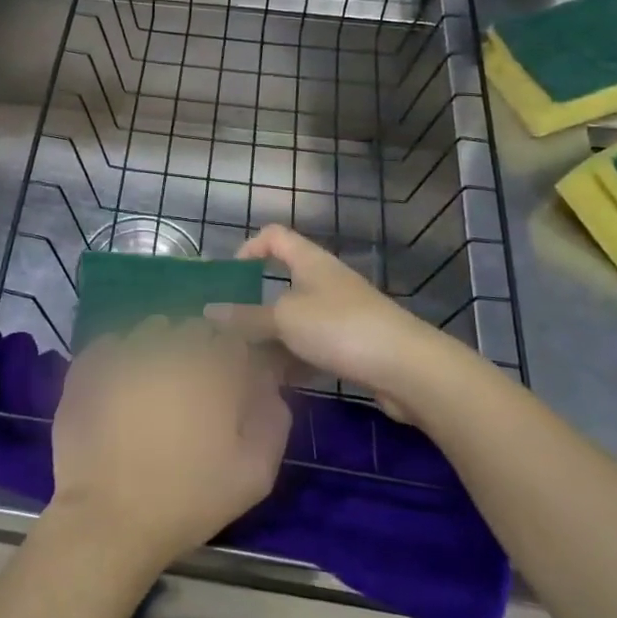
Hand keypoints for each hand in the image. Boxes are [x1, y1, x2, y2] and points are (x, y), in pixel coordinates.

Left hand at [48, 318, 290, 572]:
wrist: (107, 518)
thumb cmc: (187, 499)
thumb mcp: (254, 474)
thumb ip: (272, 420)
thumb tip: (268, 387)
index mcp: (213, 367)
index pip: (234, 338)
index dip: (235, 359)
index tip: (231, 385)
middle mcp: (170, 346)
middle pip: (194, 328)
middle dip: (200, 350)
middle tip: (195, 390)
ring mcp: (125, 351)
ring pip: (152, 329)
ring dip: (161, 346)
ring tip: (156, 386)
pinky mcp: (90, 364)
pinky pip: (112, 343)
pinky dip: (121, 355)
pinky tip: (122, 385)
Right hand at [208, 225, 448, 410]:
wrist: (407, 367)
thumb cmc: (339, 328)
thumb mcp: (284, 320)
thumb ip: (246, 316)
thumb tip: (209, 311)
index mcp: (309, 261)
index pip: (274, 236)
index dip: (249, 248)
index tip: (230, 277)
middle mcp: (325, 280)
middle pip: (283, 281)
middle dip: (255, 304)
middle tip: (229, 328)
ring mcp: (341, 313)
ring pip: (296, 319)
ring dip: (273, 337)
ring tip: (246, 362)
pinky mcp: (353, 344)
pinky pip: (313, 345)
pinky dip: (295, 359)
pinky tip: (279, 381)